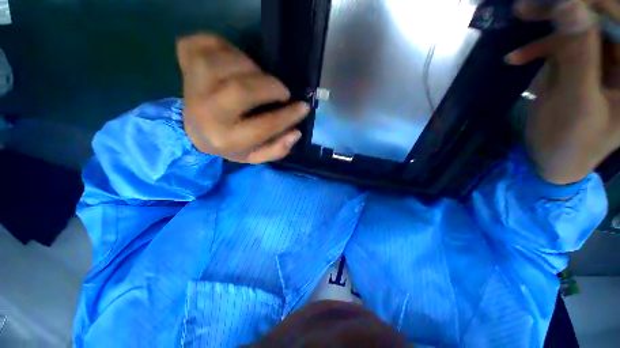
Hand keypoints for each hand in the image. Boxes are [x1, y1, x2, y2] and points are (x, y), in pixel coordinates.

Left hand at [176, 34, 309, 163]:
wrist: (193, 131)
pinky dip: (227, 46)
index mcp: (226, 139)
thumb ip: (277, 149)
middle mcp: (206, 113)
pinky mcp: (185, 61)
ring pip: (227, 62)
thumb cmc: (230, 144)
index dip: (288, 116)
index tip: (303, 107)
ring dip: (252, 67)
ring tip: (258, 79)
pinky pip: (209, 41)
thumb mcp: (254, 156)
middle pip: (241, 90)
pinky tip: (234, 62)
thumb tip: (296, 132)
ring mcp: (191, 83)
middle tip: (281, 91)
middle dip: (271, 87)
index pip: (263, 126)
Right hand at [507, 0, 619, 184]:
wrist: (552, 161)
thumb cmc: (569, 142)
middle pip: (602, 19)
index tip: (563, 0)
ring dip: (551, 22)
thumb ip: (579, 56)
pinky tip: (518, 57)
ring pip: (581, 27)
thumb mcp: (576, 102)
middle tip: (530, 5)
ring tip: (521, 16)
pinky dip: (540, 47)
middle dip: (569, 8)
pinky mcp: (580, 67)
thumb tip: (571, 7)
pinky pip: (564, 45)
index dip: (596, 4)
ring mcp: (601, 63)